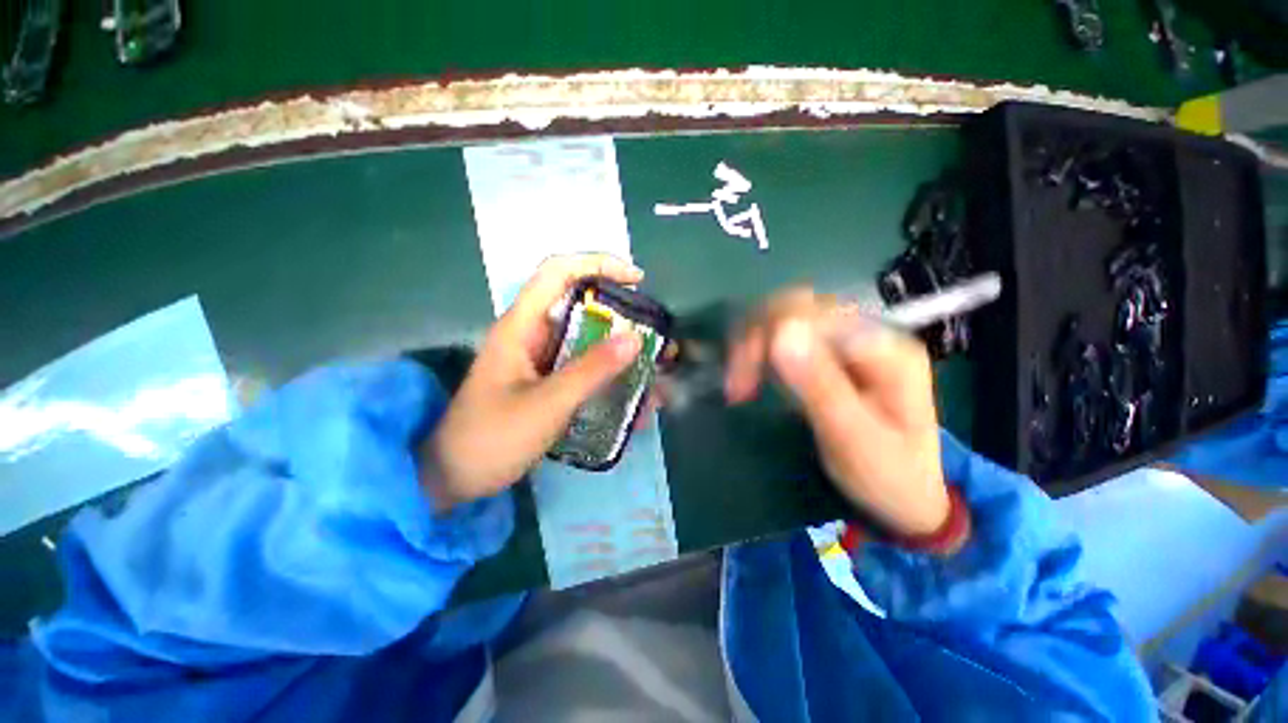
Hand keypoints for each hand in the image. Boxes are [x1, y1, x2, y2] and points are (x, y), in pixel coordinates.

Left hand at [421, 254, 644, 510]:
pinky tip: (635, 402)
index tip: (637, 281)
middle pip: (583, 308)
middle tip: (657, 339)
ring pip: (589, 342)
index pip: (559, 272)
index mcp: (522, 326)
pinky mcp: (549, 381)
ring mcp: (542, 360)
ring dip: (624, 356)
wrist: (456, 478)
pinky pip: (587, 370)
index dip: (599, 265)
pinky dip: (612, 380)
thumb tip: (634, 339)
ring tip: (656, 375)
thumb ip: (591, 371)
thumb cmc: (493, 438)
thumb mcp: (546, 403)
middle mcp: (534, 335)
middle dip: (624, 320)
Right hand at [724, 289, 949, 535]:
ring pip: (784, 318)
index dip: (766, 337)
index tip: (741, 383)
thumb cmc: (887, 474)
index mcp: (884, 346)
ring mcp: (847, 340)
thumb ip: (820, 385)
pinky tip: (751, 376)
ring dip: (753, 345)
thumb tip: (779, 333)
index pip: (811, 313)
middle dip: (755, 339)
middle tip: (736, 385)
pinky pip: (784, 337)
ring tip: (739, 384)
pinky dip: (759, 352)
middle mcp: (865, 331)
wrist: (906, 494)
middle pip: (795, 308)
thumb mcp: (854, 438)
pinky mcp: (830, 354)